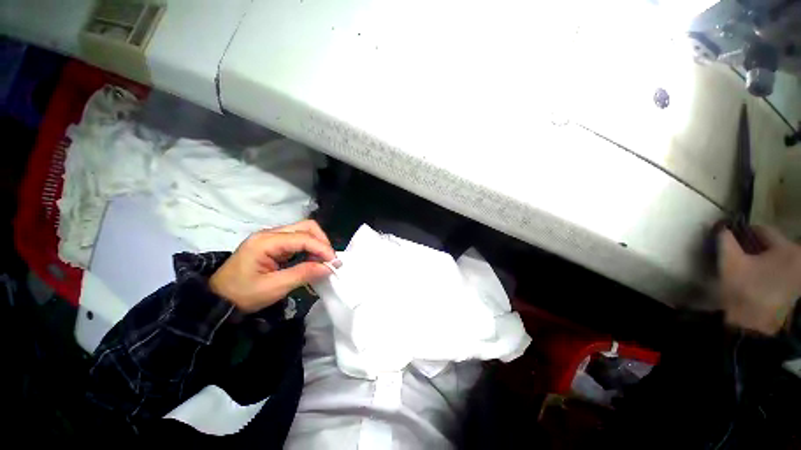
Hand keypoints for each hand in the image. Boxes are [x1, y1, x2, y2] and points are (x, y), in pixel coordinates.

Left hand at [209, 220, 335, 312]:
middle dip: (322, 241)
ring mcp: (272, 237)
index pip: (303, 237)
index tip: (335, 262)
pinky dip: (310, 248)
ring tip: (323, 261)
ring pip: (304, 231)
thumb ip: (303, 274)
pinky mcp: (274, 244)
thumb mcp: (274, 287)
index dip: (322, 248)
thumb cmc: (242, 294)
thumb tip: (328, 267)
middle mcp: (270, 234)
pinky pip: (298, 239)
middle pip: (306, 227)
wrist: (218, 299)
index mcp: (266, 242)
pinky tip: (313, 259)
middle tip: (330, 259)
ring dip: (318, 244)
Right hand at [718, 225, 800, 334]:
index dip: (742, 233)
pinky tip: (757, 281)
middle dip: (753, 248)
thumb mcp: (729, 262)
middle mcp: (800, 257)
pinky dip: (768, 272)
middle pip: (771, 245)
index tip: (728, 242)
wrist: (756, 327)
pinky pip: (781, 271)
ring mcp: (800, 275)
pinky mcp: (797, 289)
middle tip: (737, 257)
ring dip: (761, 260)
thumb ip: (725, 239)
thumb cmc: (745, 290)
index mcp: (788, 247)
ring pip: (776, 258)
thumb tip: (721, 226)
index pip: (762, 230)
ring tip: (746, 270)